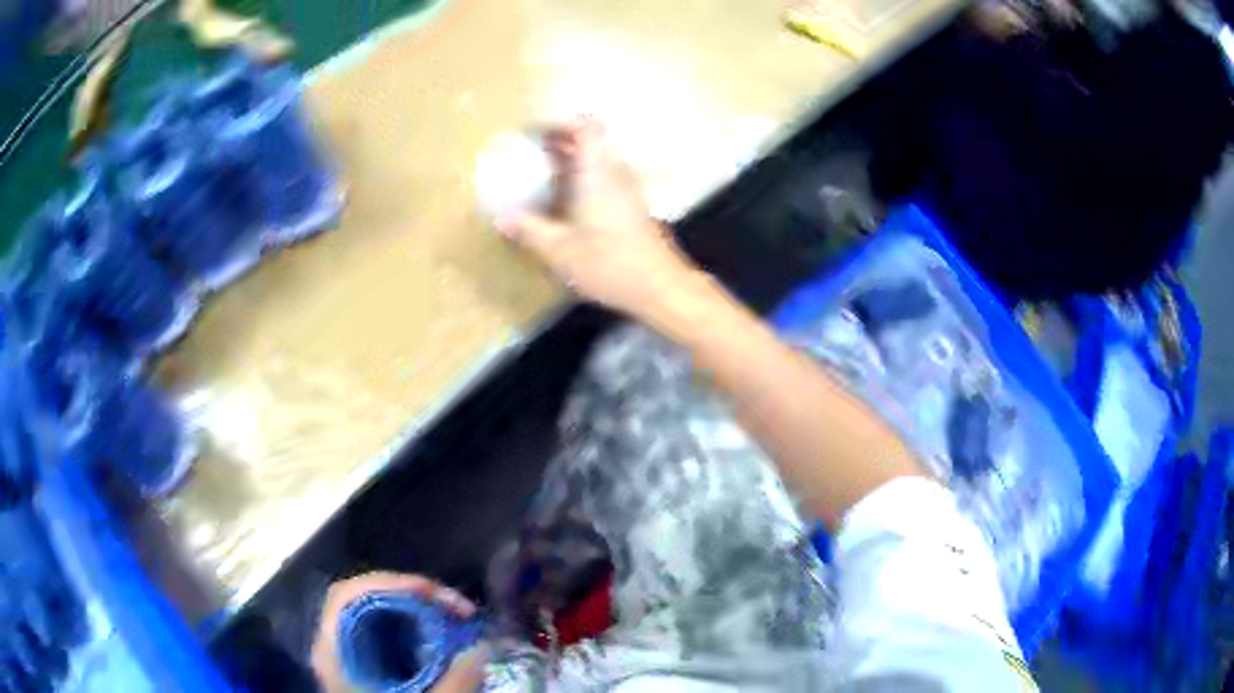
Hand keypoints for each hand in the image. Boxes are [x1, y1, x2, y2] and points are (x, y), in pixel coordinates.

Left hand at [310, 572, 488, 692]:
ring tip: (453, 618)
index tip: (433, 593)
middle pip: (363, 598)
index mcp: (333, 651)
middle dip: (410, 594)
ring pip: (375, 613)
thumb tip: (484, 647)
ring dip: (415, 609)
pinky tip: (439, 638)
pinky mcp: (364, 664)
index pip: (347, 595)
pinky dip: (412, 626)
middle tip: (454, 607)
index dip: (388, 583)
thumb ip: (457, 683)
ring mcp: (347, 653)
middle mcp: (334, 644)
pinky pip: (384, 631)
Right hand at [498, 117, 700, 318]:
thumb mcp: (559, 251)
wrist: (661, 288)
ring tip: (546, 180)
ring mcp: (629, 189)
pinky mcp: (634, 207)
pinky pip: (607, 178)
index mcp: (597, 171)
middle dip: (561, 143)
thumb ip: (528, 231)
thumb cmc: (609, 263)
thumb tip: (502, 219)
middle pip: (591, 141)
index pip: (587, 125)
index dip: (561, 124)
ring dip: (573, 162)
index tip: (537, 136)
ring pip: (600, 160)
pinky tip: (569, 206)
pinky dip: (586, 180)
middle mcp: (616, 172)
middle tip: (533, 157)